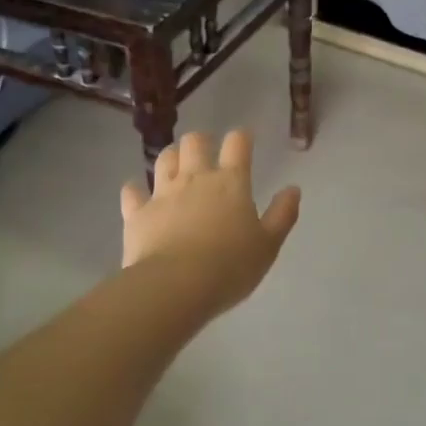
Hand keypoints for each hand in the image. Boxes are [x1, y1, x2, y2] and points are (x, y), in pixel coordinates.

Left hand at [121, 130, 301, 317]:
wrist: (176, 287)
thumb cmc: (230, 267)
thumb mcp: (268, 245)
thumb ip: (282, 214)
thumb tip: (293, 189)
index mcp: (231, 183)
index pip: (237, 143)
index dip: (241, 138)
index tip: (243, 141)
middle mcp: (195, 178)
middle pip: (195, 141)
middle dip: (201, 142)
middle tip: (206, 155)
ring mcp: (162, 193)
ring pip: (164, 159)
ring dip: (171, 158)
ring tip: (176, 169)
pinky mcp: (137, 213)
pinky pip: (132, 192)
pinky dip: (135, 191)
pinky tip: (138, 196)